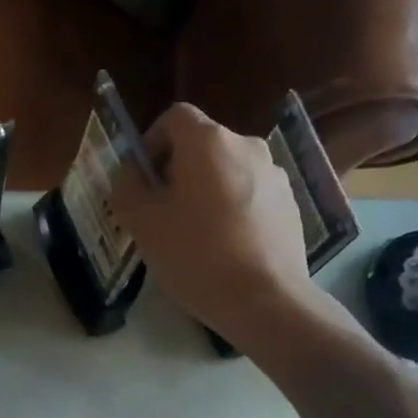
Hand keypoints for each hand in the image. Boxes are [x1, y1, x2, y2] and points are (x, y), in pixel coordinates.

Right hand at [110, 103, 331, 343]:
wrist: (264, 300)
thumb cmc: (195, 254)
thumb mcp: (142, 222)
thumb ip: (127, 186)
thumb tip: (130, 171)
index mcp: (208, 142)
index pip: (174, 116)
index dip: (151, 141)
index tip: (142, 177)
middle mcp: (247, 146)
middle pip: (201, 145)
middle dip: (176, 170)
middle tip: (161, 211)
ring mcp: (274, 175)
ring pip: (226, 171)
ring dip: (205, 191)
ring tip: (193, 234)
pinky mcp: (290, 204)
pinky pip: (250, 194)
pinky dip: (231, 209)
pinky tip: (224, 247)